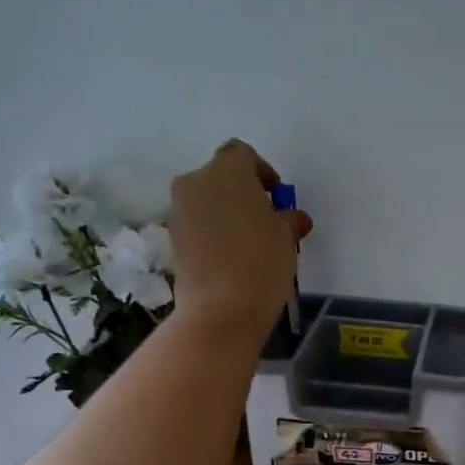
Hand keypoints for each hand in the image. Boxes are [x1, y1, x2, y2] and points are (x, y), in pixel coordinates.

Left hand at [167, 139, 312, 342]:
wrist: (221, 309)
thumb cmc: (261, 262)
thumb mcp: (286, 237)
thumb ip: (288, 219)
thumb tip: (291, 218)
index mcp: (226, 171)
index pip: (242, 154)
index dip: (262, 172)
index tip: (277, 198)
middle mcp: (195, 182)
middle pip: (221, 177)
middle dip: (243, 194)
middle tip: (266, 222)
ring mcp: (179, 212)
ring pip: (208, 202)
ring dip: (227, 214)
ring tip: (250, 245)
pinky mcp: (173, 240)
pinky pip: (198, 226)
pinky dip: (214, 234)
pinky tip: (232, 259)